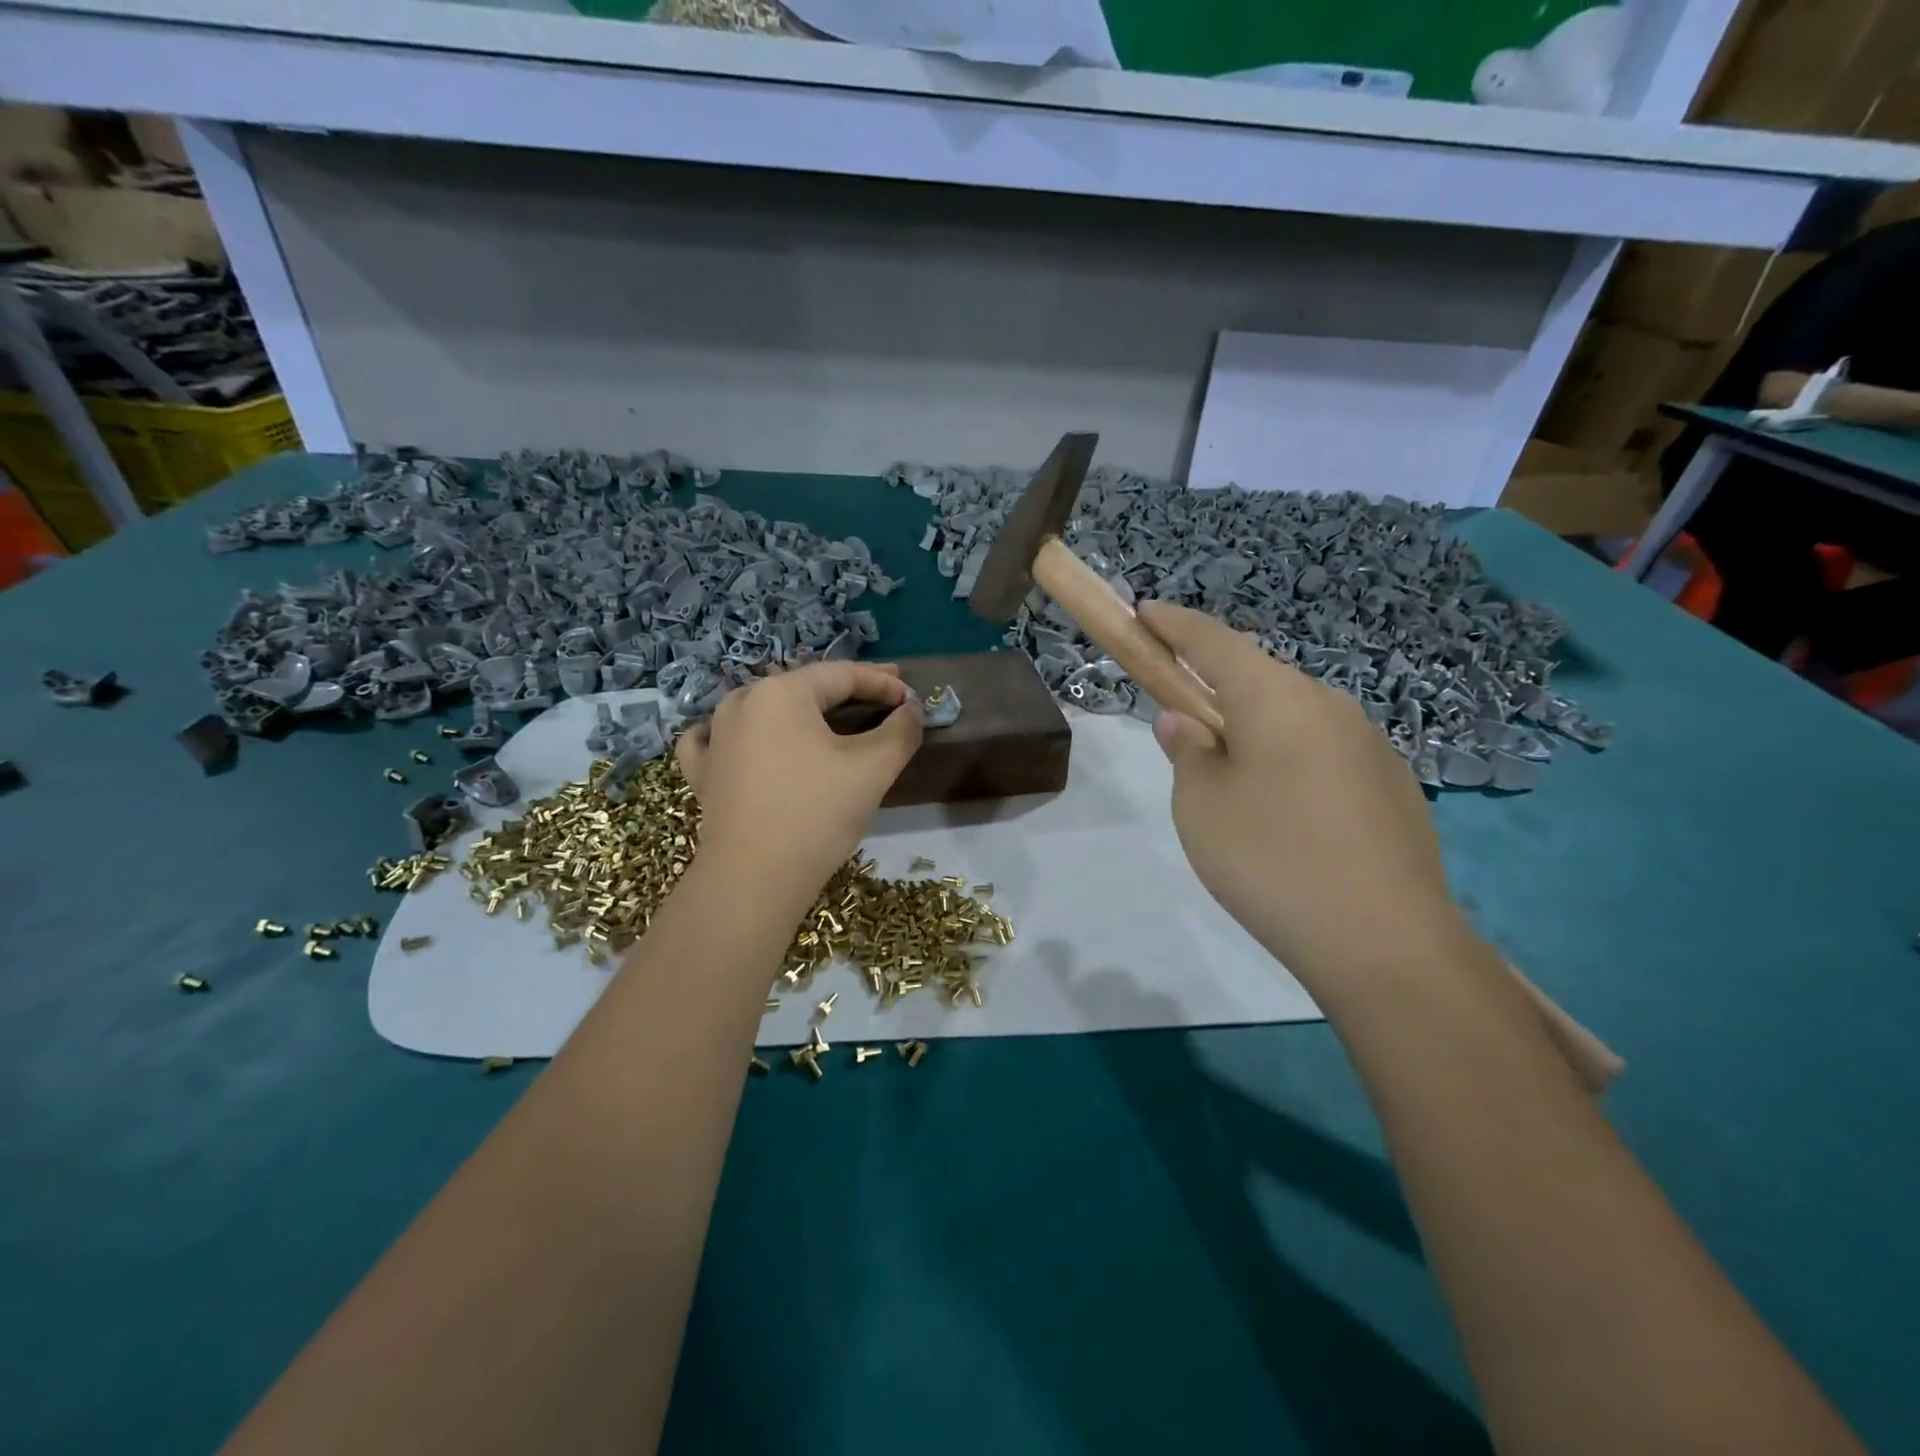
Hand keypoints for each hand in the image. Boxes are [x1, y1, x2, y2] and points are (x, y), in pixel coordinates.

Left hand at [676, 662, 922, 899]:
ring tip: (828, 716)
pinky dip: (743, 733)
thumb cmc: (817, 814)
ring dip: (801, 709)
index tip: (912, 697)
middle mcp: (742, 702)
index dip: (882, 683)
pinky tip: (746, 737)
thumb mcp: (873, 768)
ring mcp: (715, 737)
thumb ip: (901, 730)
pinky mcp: (703, 772)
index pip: (842, 675)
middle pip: (804, 688)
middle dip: (847, 691)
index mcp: (781, 692)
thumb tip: (912, 709)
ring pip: (764, 708)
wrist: (753, 879)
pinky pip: (720, 738)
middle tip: (883, 697)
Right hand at [1138, 601, 1470, 984]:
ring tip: (1233, 782)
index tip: (1145, 611)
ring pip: (1295, 718)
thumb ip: (1187, 752)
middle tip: (1184, 720)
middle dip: (1216, 686)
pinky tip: (1286, 815)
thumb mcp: (1201, 806)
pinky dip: (1291, 762)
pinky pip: (1325, 754)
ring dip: (1256, 730)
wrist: (1386, 944)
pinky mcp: (1394, 787)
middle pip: (1259, 679)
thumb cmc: (1271, 860)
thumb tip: (1186, 721)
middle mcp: (1330, 706)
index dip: (1174, 624)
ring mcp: (1370, 746)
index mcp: (1277, 699)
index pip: (1214, 642)